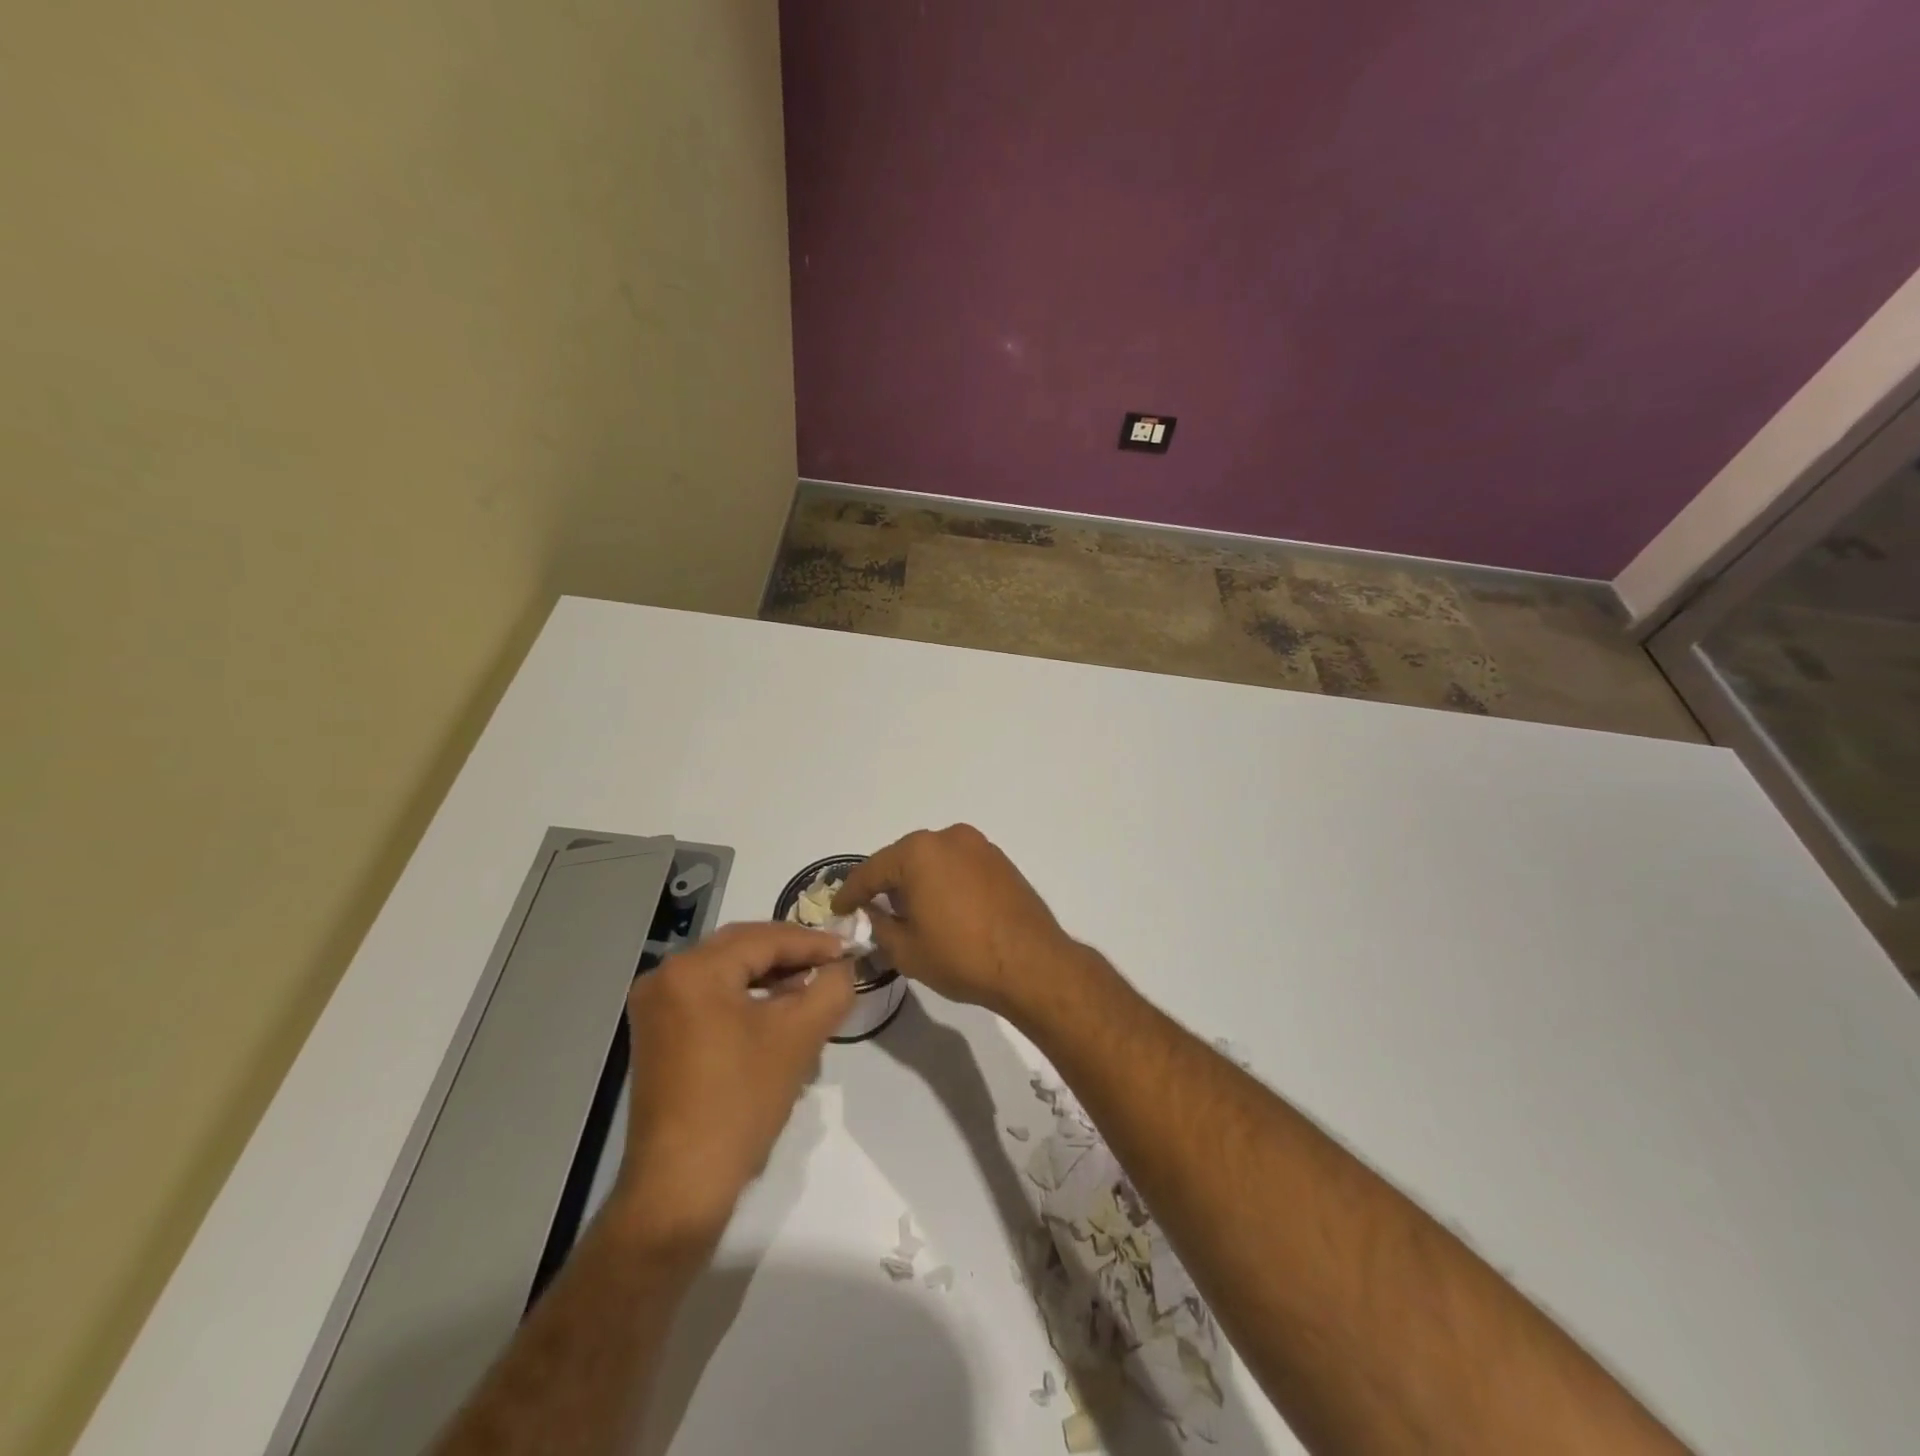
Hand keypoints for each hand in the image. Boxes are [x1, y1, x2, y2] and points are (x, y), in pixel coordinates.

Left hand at [609, 922, 853, 1255]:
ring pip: (727, 974)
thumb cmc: (741, 1102)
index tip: (848, 949)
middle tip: (832, 965)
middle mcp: (666, 977)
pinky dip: (746, 1000)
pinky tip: (777, 1017)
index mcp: (694, 969)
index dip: (812, 942)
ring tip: (811, 992)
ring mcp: (655, 1007)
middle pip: (742, 950)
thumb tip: (843, 966)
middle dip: (790, 957)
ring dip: (771, 980)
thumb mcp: (800, 1037)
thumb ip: (832, 987)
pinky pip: (710, 999)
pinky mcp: (656, 1035)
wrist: (681, 1187)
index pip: (764, 938)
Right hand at [833, 825, 1080, 1019]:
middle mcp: (948, 837)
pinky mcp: (1000, 860)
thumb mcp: (906, 949)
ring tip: (907, 909)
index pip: (871, 871)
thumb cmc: (961, 956)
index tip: (838, 909)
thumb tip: (873, 912)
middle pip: (903, 859)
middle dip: (886, 883)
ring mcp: (979, 846)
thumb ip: (880, 925)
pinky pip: (959, 865)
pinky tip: (942, 906)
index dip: (851, 893)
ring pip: (933, 860)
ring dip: (917, 881)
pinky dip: (944, 881)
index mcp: (918, 852)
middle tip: (870, 908)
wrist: (1032, 963)